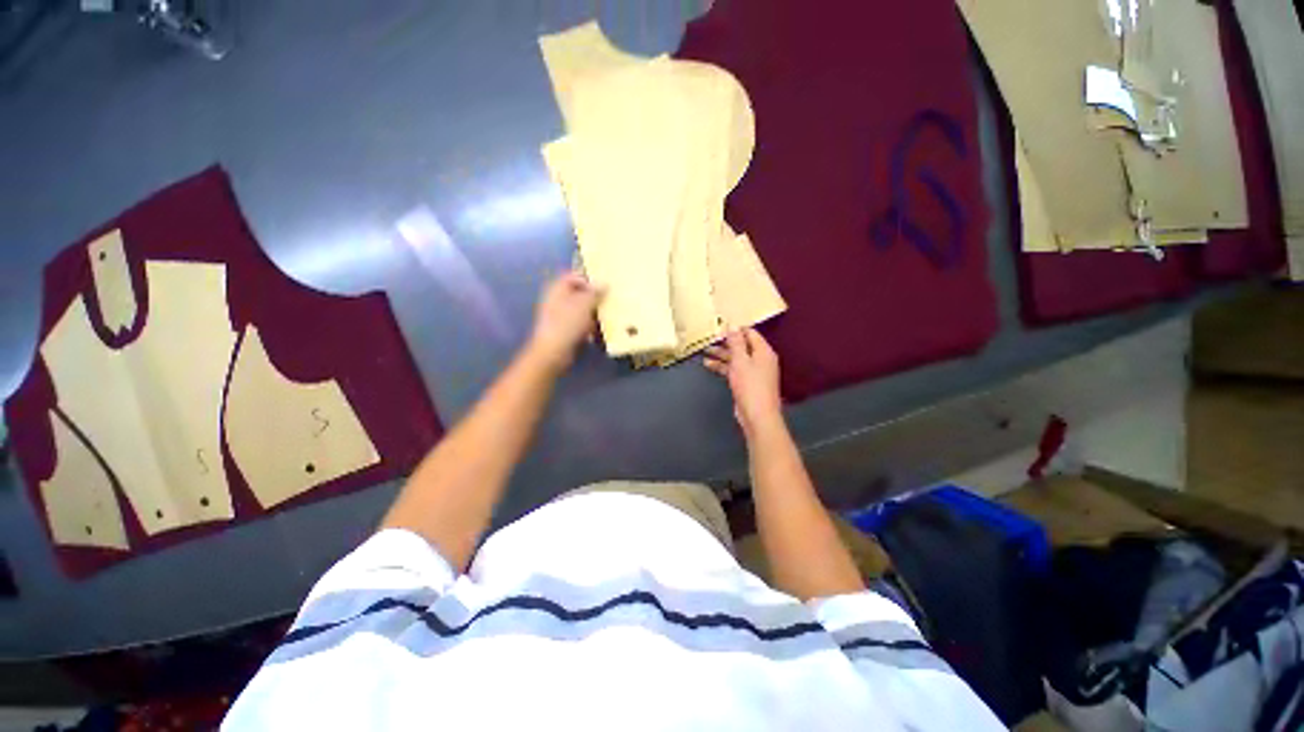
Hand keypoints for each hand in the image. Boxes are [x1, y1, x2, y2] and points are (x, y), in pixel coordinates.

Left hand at [528, 271, 603, 371]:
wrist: (553, 352)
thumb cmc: (567, 323)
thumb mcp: (584, 304)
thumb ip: (595, 292)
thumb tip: (604, 284)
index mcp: (557, 289)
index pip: (573, 276)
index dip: (588, 279)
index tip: (602, 287)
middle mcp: (556, 300)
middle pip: (577, 293)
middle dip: (593, 297)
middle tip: (608, 300)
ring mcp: (559, 316)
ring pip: (580, 309)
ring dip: (593, 312)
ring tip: (606, 315)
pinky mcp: (564, 331)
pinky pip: (579, 324)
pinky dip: (589, 325)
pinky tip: (598, 331)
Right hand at [703, 328, 783, 438]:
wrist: (757, 416)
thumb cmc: (750, 385)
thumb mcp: (740, 360)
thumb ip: (736, 342)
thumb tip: (733, 325)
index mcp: (763, 351)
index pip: (750, 333)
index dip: (735, 329)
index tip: (719, 326)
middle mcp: (760, 359)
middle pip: (742, 346)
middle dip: (725, 343)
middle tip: (709, 339)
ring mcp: (754, 372)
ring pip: (736, 359)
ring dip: (721, 355)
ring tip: (705, 351)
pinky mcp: (747, 383)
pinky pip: (734, 370)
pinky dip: (723, 367)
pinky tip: (709, 365)